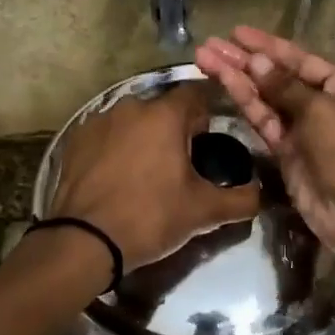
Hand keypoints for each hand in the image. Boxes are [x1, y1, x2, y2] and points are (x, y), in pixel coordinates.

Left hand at [48, 81, 260, 273]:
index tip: (209, 139)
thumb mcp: (203, 212)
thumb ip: (240, 199)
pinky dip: (115, 148)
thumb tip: (260, 194)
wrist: (83, 241)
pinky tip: (116, 176)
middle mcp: (130, 107)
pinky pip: (105, 135)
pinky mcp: (74, 139)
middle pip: (162, 108)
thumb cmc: (150, 217)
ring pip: (132, 121)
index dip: (206, 113)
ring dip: (143, 136)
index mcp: (164, 115)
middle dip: (174, 128)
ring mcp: (97, 120)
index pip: (196, 94)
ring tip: (146, 171)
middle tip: (181, 163)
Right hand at [195, 27, 334, 252]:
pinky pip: (264, 122)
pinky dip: (245, 104)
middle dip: (245, 61)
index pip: (301, 60)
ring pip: (266, 99)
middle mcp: (324, 105)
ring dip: (238, 79)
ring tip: (205, 58)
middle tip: (210, 45)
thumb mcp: (321, 110)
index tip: (237, 33)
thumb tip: (256, 62)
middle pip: (279, 77)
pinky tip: (224, 84)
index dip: (269, 46)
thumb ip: (285, 86)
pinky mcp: (287, 153)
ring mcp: (304, 130)